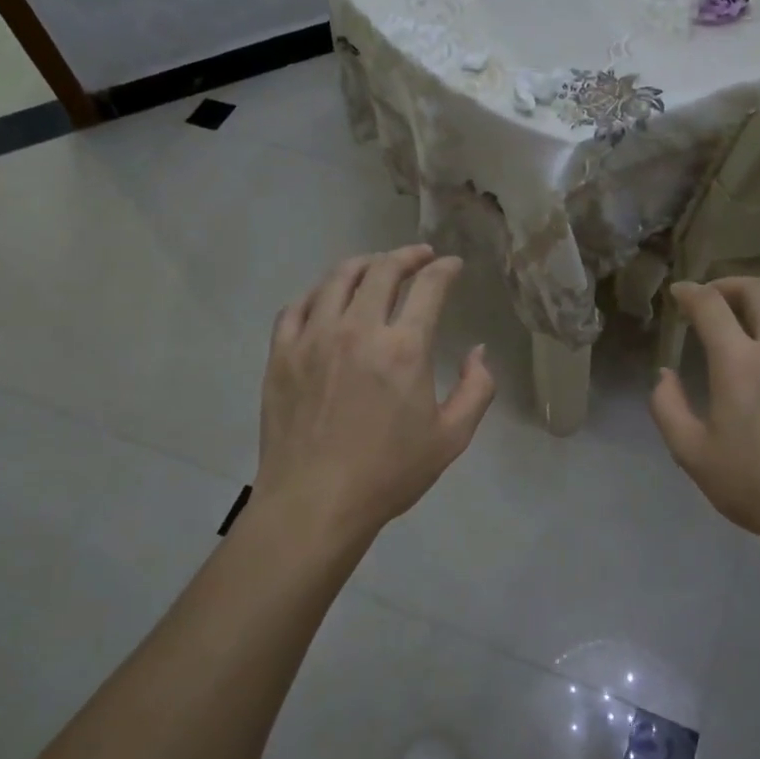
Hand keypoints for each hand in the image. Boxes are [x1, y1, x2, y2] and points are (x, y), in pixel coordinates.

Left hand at [253, 245, 495, 546]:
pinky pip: (297, 306)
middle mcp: (357, 329)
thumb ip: (477, 389)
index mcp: (404, 348)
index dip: (445, 269)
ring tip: (376, 266)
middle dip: (406, 255)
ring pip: (337, 279)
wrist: (314, 503)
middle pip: (382, 270)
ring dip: (363, 264)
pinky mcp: (281, 353)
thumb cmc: (388, 473)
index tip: (452, 265)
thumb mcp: (451, 438)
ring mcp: (313, 338)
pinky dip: (317, 293)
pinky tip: (326, 298)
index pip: (429, 287)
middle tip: (419, 256)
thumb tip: (478, 351)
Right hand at [650, 279, 759, 546]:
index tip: (678, 294)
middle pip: (758, 291)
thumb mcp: (691, 453)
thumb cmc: (753, 485)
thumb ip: (667, 406)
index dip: (690, 293)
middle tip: (712, 298)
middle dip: (728, 285)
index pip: (711, 306)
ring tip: (749, 309)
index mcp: (740, 364)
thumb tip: (665, 374)